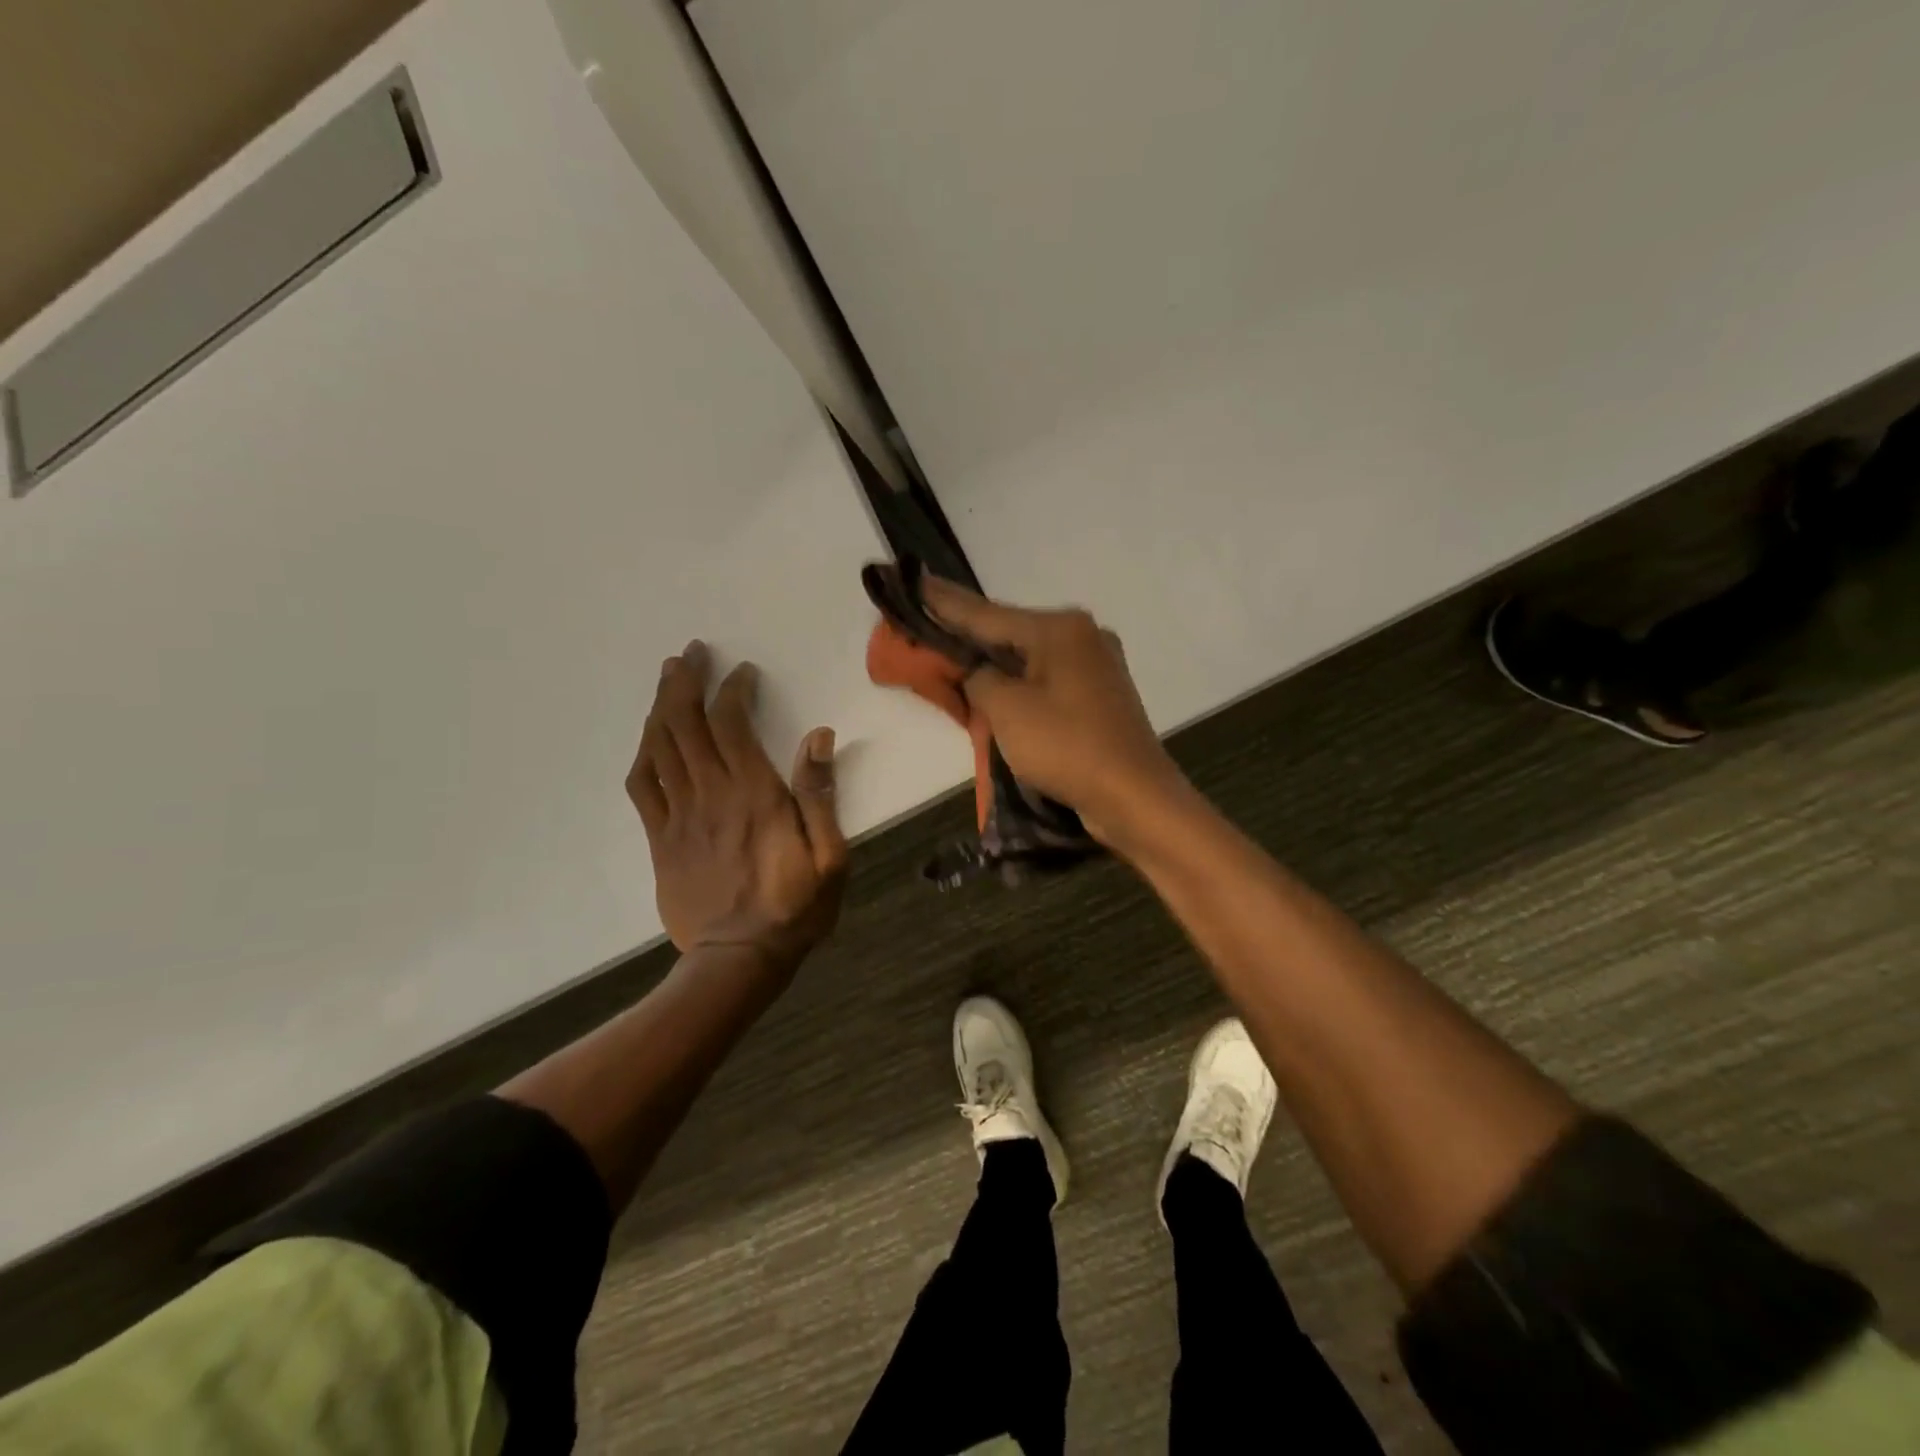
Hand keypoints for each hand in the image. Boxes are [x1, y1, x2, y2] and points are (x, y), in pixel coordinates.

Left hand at [626, 642, 847, 967]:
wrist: (738, 960)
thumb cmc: (795, 908)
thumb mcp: (830, 856)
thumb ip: (820, 795)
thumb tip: (818, 736)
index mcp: (753, 795)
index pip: (732, 724)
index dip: (733, 690)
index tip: (743, 672)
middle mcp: (710, 795)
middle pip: (686, 724)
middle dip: (685, 682)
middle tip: (690, 653)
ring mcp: (679, 817)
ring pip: (660, 748)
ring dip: (662, 707)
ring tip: (668, 677)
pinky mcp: (661, 839)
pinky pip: (642, 787)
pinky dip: (644, 753)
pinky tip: (650, 736)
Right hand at [919, 579, 1189, 845]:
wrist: (1135, 797)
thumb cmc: (1068, 747)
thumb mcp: (1007, 710)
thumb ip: (979, 679)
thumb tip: (978, 673)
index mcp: (1060, 629)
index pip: (987, 612)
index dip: (944, 602)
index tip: (914, 582)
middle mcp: (1082, 637)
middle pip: (1010, 632)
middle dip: (968, 635)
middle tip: (926, 626)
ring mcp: (1095, 667)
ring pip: (1029, 659)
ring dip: (993, 663)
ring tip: (953, 656)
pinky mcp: (1099, 697)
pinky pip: (1046, 682)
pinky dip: (1018, 686)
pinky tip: (996, 689)